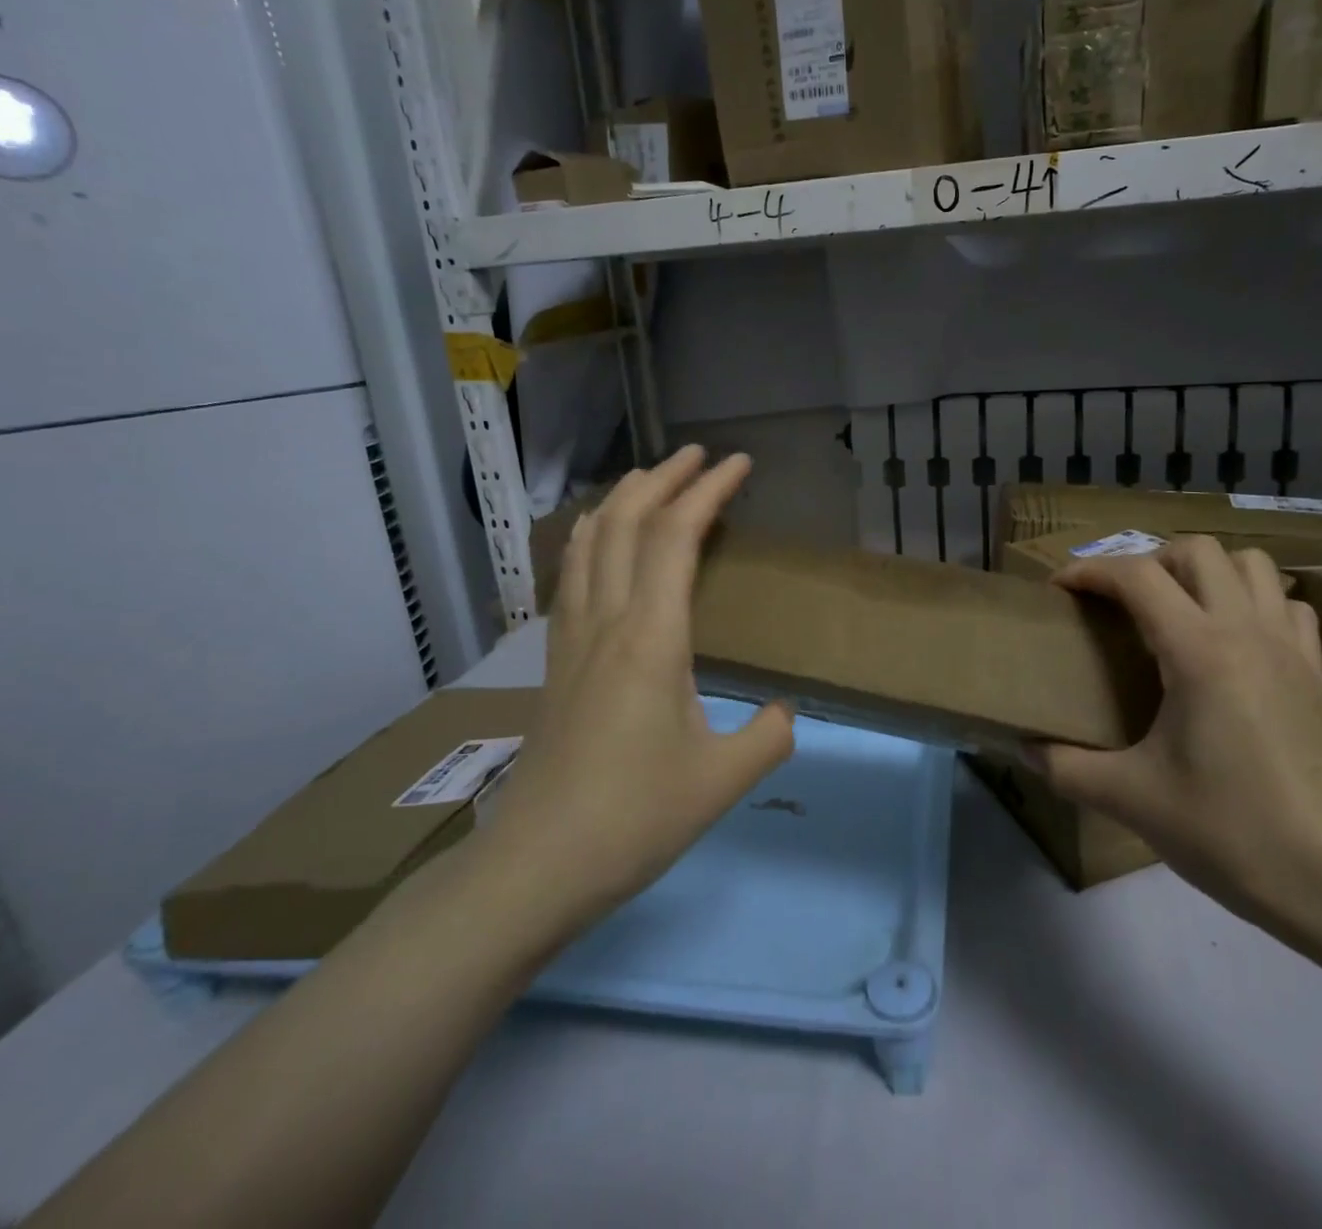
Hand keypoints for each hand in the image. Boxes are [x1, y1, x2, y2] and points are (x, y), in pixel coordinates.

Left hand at [480, 446, 794, 922]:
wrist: (537, 865)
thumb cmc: (634, 818)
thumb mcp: (723, 780)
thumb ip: (769, 737)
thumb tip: (785, 713)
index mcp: (651, 638)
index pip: (675, 537)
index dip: (708, 491)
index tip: (738, 464)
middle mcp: (606, 622)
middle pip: (626, 522)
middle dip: (663, 478)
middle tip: (698, 455)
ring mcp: (571, 638)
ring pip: (589, 542)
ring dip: (622, 499)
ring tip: (649, 479)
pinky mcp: (555, 661)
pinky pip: (571, 574)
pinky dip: (590, 537)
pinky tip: (597, 541)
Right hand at [1033, 536, 1321, 927]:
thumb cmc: (1230, 830)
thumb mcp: (1130, 799)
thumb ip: (1064, 767)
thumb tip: (1024, 747)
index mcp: (1198, 650)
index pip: (1137, 576)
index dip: (1090, 571)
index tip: (1059, 589)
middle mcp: (1246, 631)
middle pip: (1197, 551)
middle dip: (1149, 560)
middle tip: (1120, 601)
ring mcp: (1289, 649)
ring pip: (1252, 565)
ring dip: (1206, 571)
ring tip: (1175, 609)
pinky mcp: (1316, 675)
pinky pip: (1286, 605)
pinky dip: (1254, 601)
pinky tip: (1233, 639)